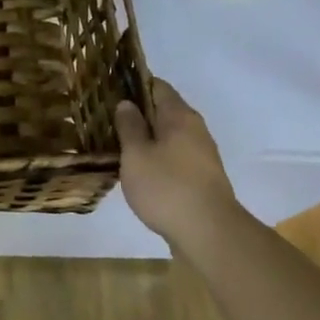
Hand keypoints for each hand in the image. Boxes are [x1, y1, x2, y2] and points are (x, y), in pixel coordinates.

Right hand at [117, 79, 241, 246]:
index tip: (110, 92)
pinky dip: (158, 157)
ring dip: (148, 137)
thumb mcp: (136, 154)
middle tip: (108, 120)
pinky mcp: (203, 177)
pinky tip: (140, 170)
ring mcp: (202, 154)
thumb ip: (129, 126)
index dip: (133, 85)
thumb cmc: (167, 187)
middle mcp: (195, 129)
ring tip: (119, 145)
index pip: (156, 86)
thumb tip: (127, 103)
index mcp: (179, 116)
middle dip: (138, 113)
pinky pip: (176, 156)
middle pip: (164, 110)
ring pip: (169, 135)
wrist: (210, 235)